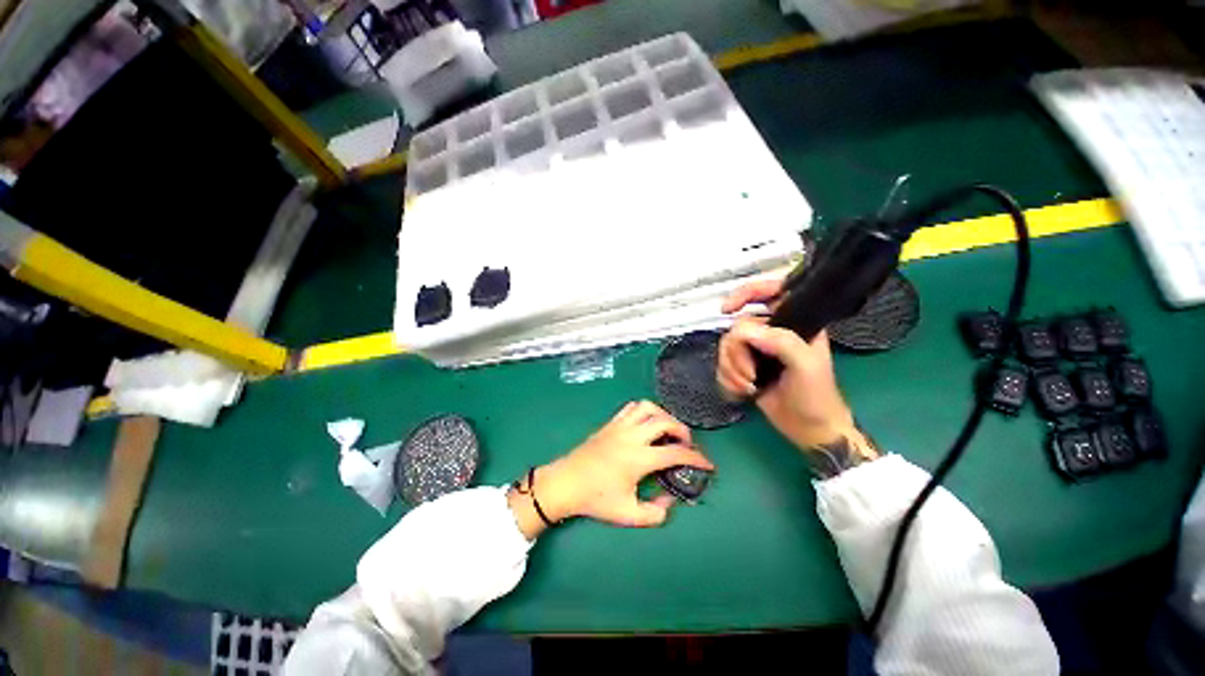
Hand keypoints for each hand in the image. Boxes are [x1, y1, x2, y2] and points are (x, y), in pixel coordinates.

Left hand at [508, 402, 712, 537]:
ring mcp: (620, 426)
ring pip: (648, 407)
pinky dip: (645, 410)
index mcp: (639, 458)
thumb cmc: (596, 498)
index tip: (708, 464)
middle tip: (686, 444)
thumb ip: (655, 513)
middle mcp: (632, 436)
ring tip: (667, 429)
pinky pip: (631, 407)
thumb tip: (670, 501)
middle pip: (665, 421)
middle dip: (682, 430)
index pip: (675, 452)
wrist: (567, 482)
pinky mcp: (610, 423)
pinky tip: (646, 423)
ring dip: (663, 415)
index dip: (697, 458)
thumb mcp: (628, 514)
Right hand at [717, 280, 873, 462]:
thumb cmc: (816, 396)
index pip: (768, 292)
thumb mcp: (806, 366)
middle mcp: (772, 332)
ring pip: (726, 347)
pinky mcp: (744, 367)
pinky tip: (741, 392)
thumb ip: (781, 342)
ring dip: (732, 370)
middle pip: (737, 327)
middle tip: (751, 375)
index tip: (726, 309)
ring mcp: (756, 350)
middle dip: (737, 355)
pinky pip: (722, 363)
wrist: (808, 429)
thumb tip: (744, 332)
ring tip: (748, 387)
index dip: (745, 293)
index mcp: (793, 322)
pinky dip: (727, 379)